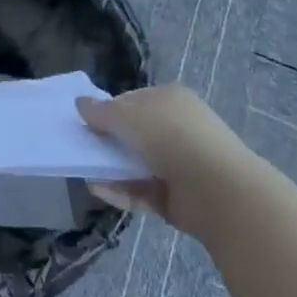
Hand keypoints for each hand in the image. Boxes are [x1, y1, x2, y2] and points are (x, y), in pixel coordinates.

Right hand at [76, 85, 254, 238]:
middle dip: (108, 142)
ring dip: (111, 168)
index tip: (85, 123)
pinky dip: (121, 190)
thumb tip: (79, 103)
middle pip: (134, 134)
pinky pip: (142, 190)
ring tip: (84, 173)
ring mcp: (178, 164)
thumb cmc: (171, 136)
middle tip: (81, 150)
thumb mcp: (129, 116)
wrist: (217, 189)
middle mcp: (176, 128)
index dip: (109, 111)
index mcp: (170, 99)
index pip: (133, 101)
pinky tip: (99, 191)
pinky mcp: (176, 197)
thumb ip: (102, 112)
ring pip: (136, 164)